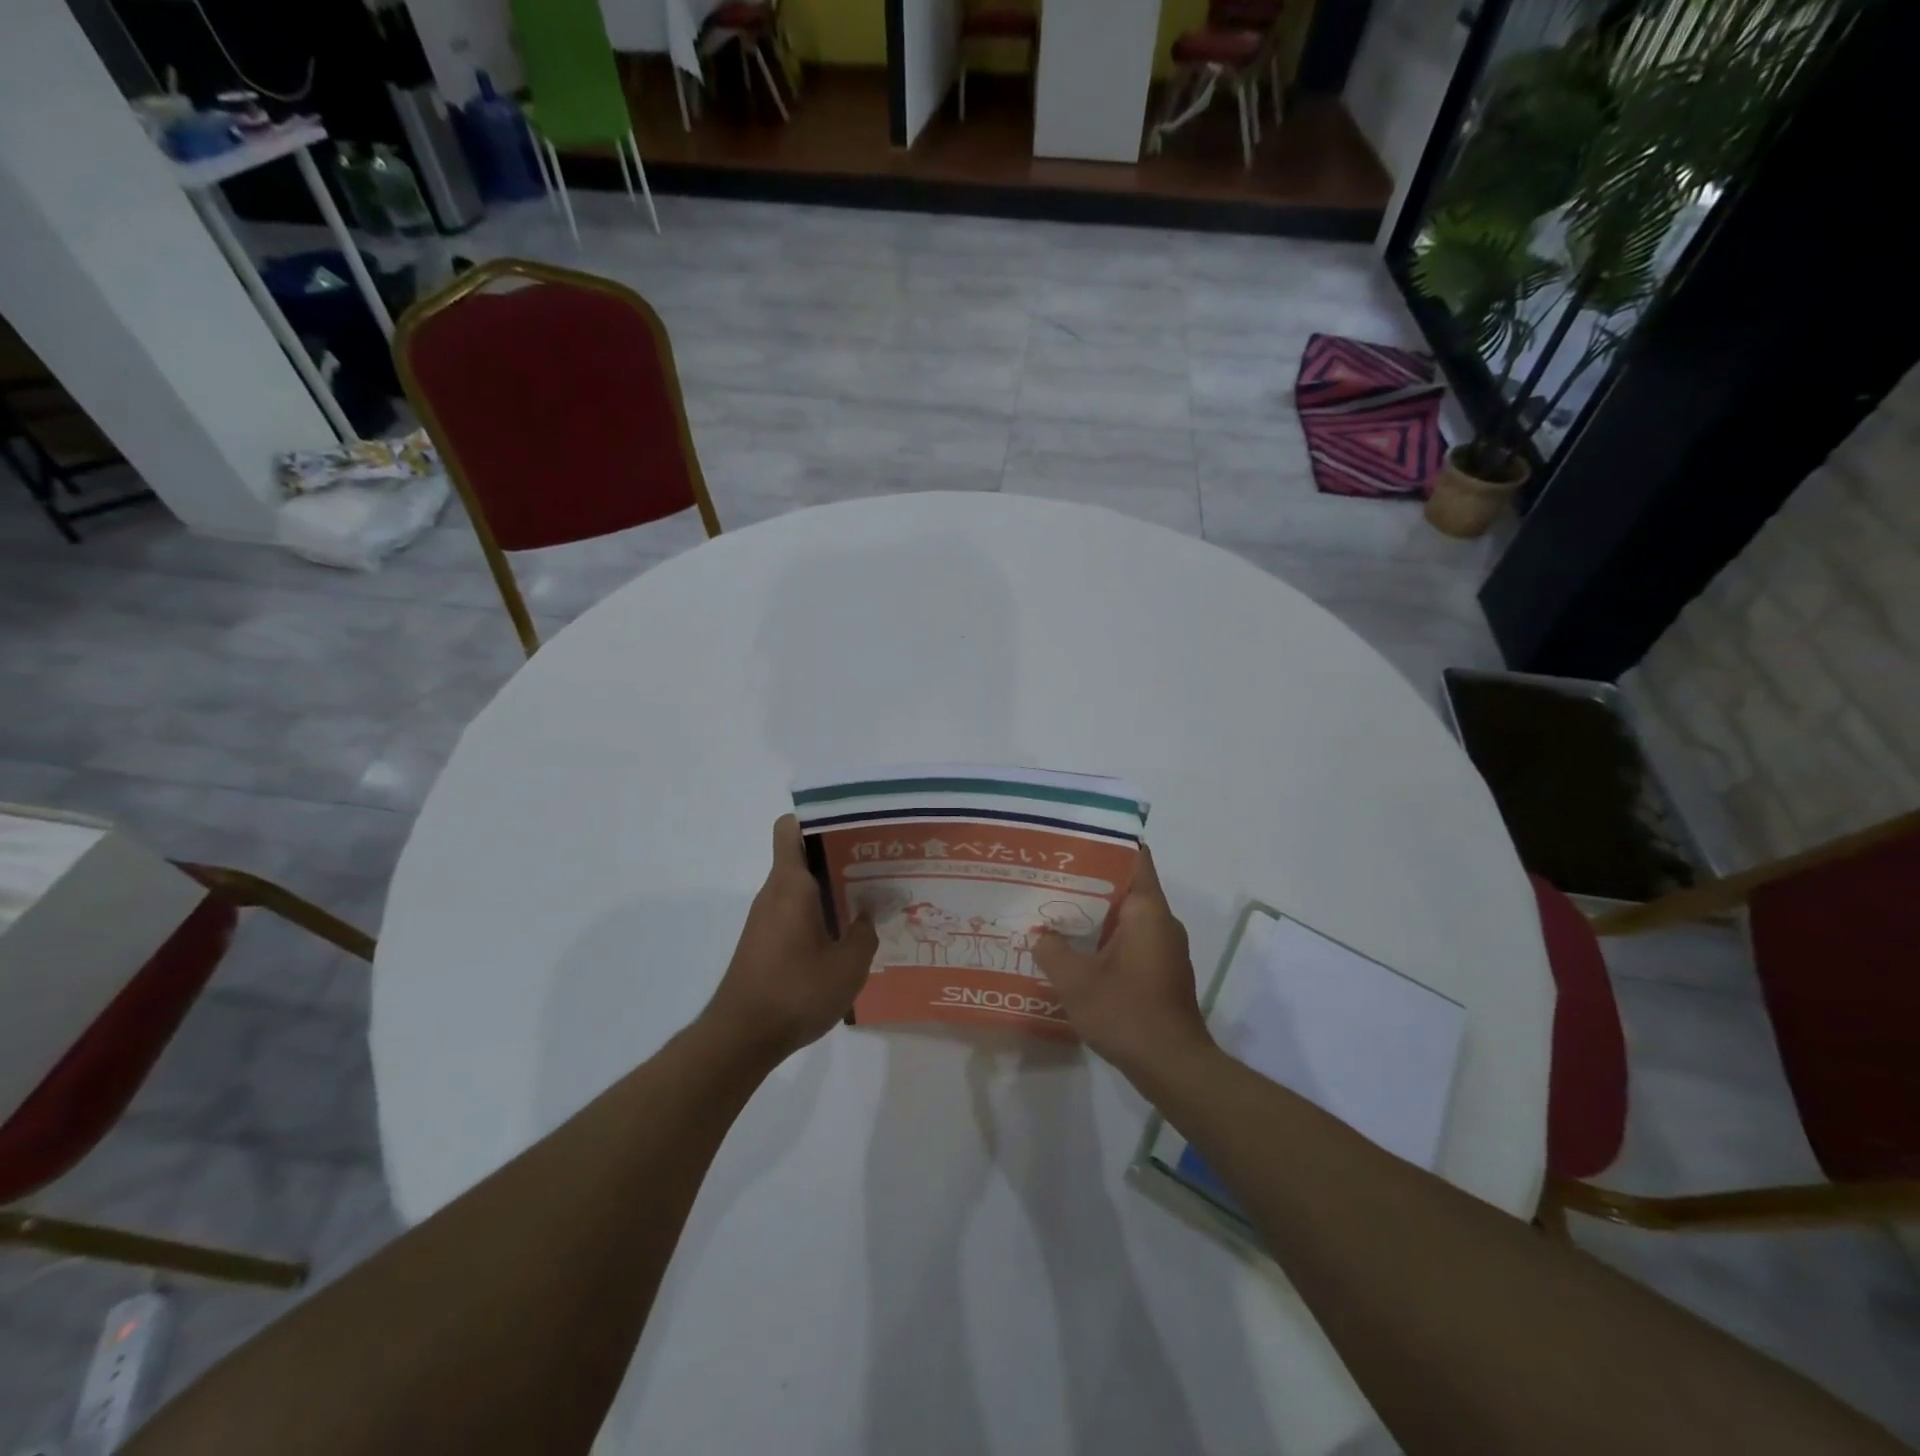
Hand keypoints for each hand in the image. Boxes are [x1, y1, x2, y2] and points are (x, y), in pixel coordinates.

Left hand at [703, 815, 878, 1063]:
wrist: (741, 1038)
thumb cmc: (795, 992)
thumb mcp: (848, 966)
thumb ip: (864, 934)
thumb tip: (867, 915)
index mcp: (791, 885)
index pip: (791, 828)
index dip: (819, 820)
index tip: (853, 828)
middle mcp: (774, 893)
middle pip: (804, 856)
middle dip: (840, 856)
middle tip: (879, 866)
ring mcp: (767, 918)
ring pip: (802, 887)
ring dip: (833, 889)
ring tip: (871, 901)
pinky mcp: (765, 941)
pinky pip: (796, 912)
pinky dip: (820, 915)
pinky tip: (846, 938)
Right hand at [1036, 844, 1211, 1078]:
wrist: (1173, 1067)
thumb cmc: (1127, 1013)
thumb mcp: (1076, 981)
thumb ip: (1052, 951)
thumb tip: (1040, 935)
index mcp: (1147, 910)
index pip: (1135, 857)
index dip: (1106, 843)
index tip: (1074, 840)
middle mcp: (1161, 922)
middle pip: (1125, 886)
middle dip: (1089, 881)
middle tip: (1049, 877)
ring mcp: (1164, 948)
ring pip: (1126, 916)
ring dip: (1094, 914)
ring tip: (1054, 911)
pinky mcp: (1160, 971)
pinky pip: (1130, 940)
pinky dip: (1104, 939)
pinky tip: (1074, 950)